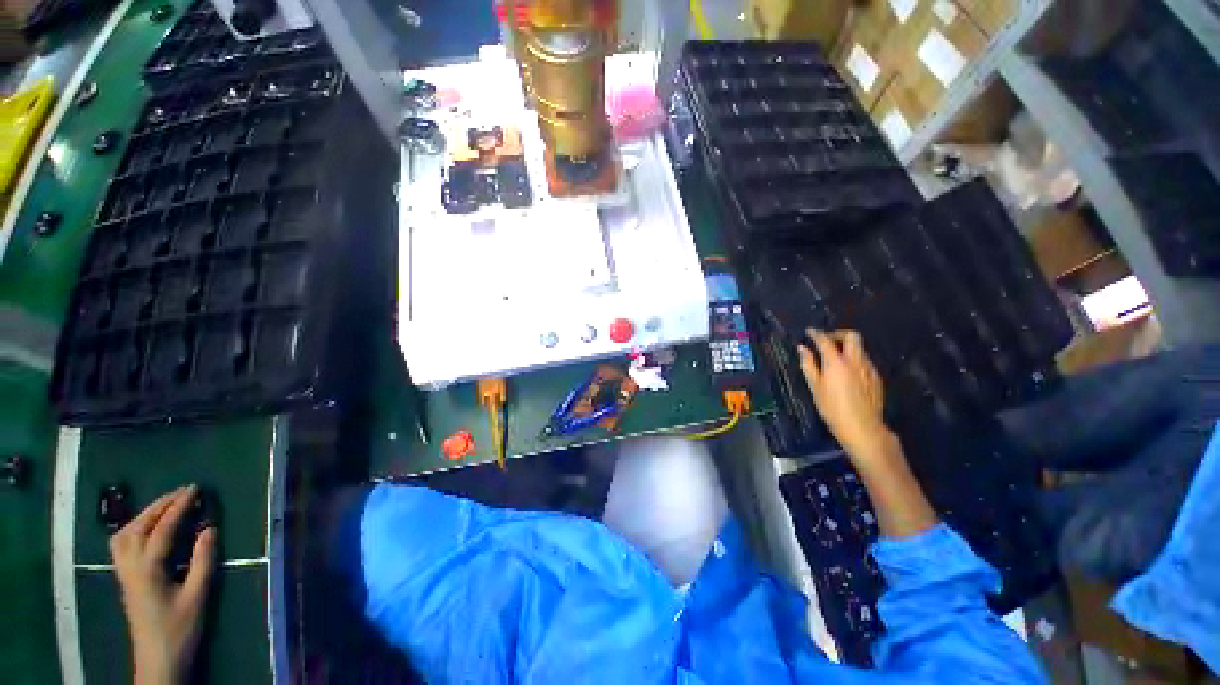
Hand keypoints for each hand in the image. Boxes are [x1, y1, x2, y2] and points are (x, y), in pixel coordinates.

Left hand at [110, 485, 215, 684]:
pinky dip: (134, 529)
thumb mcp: (197, 596)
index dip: (179, 507)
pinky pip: (121, 545)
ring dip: (144, 515)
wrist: (158, 659)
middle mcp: (130, 566)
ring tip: (165, 506)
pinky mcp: (125, 579)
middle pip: (138, 527)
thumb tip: (209, 528)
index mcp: (148, 569)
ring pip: (125, 534)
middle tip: (181, 492)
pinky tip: (146, 530)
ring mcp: (124, 572)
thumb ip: (203, 561)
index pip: (162, 529)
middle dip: (159, 505)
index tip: (195, 489)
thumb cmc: (180, 629)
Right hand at [797, 329, 894, 462]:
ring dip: (847, 348)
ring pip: (859, 349)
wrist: (862, 427)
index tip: (809, 332)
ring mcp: (868, 368)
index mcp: (836, 362)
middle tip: (827, 341)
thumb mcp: (815, 387)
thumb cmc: (832, 408)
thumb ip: (808, 365)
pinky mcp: (876, 377)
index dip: (816, 334)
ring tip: (835, 359)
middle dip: (838, 334)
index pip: (825, 340)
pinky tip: (847, 373)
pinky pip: (864, 361)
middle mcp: (855, 361)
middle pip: (852, 336)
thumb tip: (802, 348)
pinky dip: (854, 360)